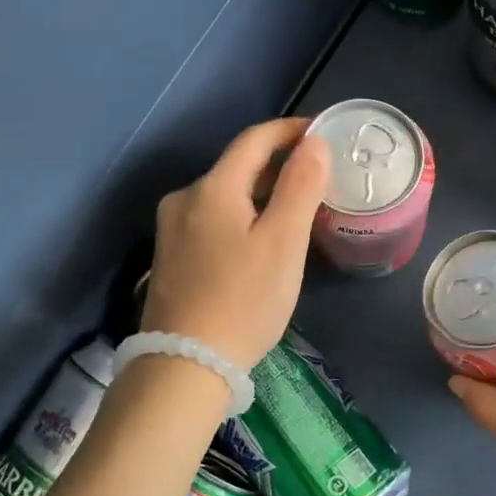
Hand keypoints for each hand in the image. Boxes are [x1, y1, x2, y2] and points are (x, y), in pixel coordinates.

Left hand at [142, 119, 329, 369]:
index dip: (291, 130)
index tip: (323, 132)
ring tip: (298, 208)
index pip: (255, 139)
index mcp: (212, 188)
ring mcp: (173, 229)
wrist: (185, 365)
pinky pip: (214, 220)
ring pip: (226, 196)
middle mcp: (185, 199)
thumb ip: (301, 186)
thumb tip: (314, 143)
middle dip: (279, 165)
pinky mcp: (172, 257)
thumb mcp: (284, 242)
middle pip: (238, 167)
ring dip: (262, 193)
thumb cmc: (244, 300)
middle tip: (320, 177)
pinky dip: (244, 217)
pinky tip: (262, 239)